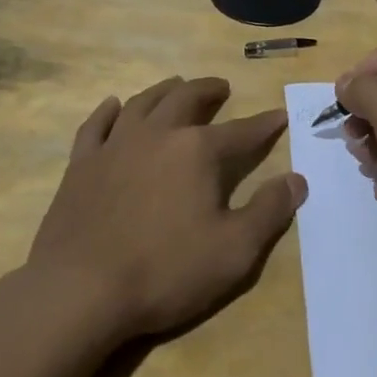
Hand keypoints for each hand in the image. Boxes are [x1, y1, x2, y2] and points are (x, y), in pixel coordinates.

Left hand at [27, 76, 305, 339]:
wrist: (80, 290)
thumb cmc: (164, 271)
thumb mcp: (233, 251)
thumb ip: (269, 212)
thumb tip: (297, 179)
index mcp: (198, 151)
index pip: (242, 132)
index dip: (264, 125)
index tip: (280, 116)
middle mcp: (158, 134)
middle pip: (187, 99)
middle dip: (209, 90)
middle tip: (221, 87)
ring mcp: (115, 145)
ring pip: (143, 103)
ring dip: (164, 90)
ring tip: (176, 86)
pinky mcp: (81, 164)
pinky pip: (96, 125)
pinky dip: (108, 111)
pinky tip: (114, 106)